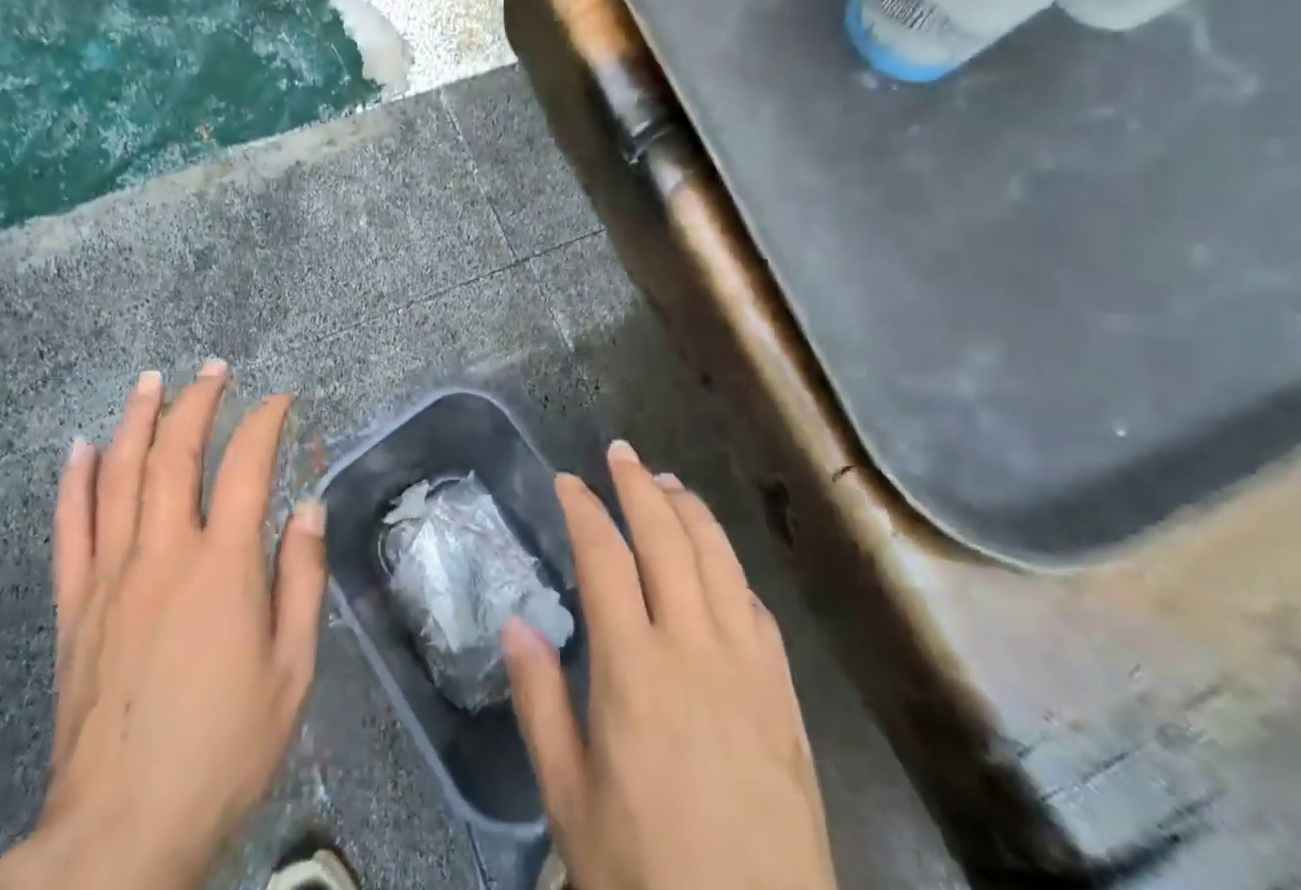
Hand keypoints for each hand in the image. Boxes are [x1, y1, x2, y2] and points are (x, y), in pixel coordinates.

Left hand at [0, 362, 326, 889]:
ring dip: (137, 420)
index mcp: (223, 568)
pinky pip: (69, 528)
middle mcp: (163, 555)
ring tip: (152, 380)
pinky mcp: (73, 606)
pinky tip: (83, 446)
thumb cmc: (223, 749)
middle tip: (214, 369)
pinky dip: (76, 481)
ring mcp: (110, 576)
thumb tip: (309, 507)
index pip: (247, 467)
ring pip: (120, 476)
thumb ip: (302, 580)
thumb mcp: (292, 671)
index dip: (265, 423)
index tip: (280, 400)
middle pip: (176, 455)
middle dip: (197, 402)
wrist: (121, 833)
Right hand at [504, 442, 836, 889]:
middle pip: (666, 538)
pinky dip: (731, 566)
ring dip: (690, 510)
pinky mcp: (784, 694)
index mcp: (634, 670)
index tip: (567, 481)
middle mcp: (694, 648)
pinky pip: (756, 606)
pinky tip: (719, 560)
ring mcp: (748, 666)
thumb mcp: (569, 803)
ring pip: (718, 558)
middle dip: (639, 485)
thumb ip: (540, 704)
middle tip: (620, 453)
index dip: (585, 509)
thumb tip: (517, 622)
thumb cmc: (645, 875)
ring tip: (667, 482)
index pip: (605, 558)